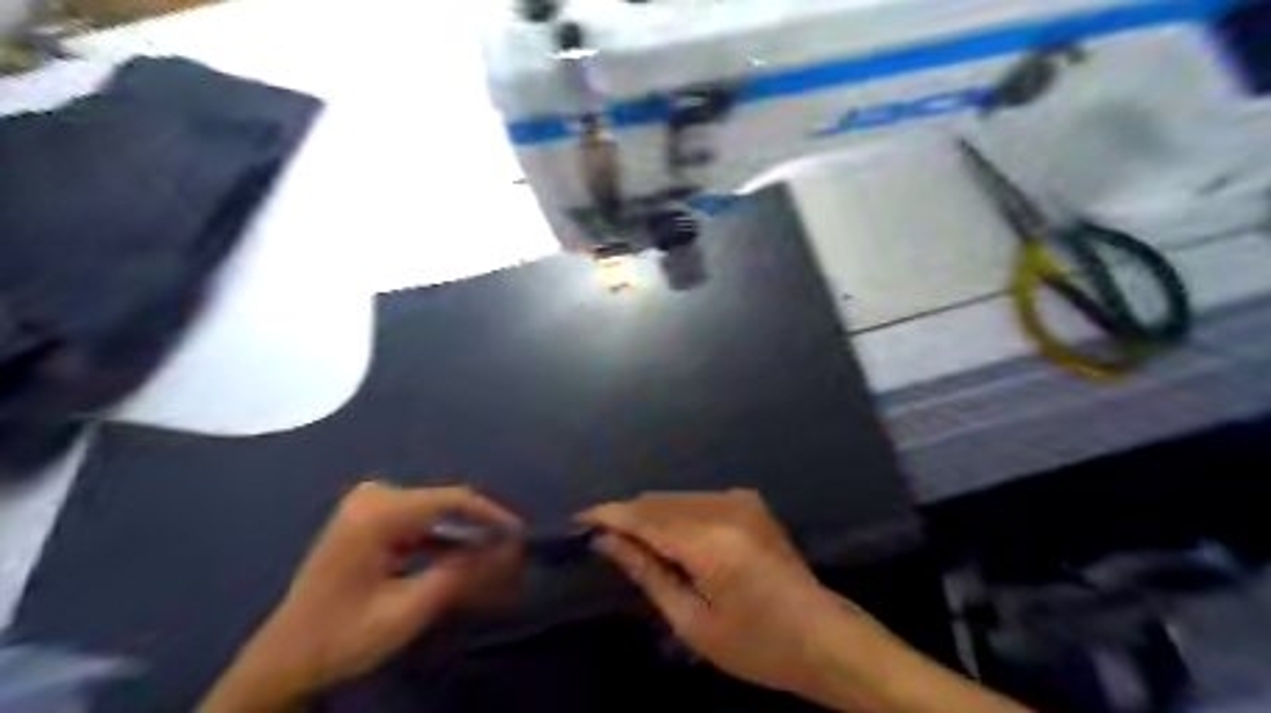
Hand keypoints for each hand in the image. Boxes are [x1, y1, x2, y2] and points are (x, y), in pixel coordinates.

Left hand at [199, 483, 515, 709]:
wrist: (283, 659)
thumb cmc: (340, 639)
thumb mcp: (406, 612)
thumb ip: (460, 576)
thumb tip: (509, 549)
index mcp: (376, 514)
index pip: (452, 499)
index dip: (492, 515)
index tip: (522, 536)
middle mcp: (373, 497)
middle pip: (445, 504)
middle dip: (479, 530)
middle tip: (508, 558)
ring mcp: (368, 505)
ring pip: (435, 513)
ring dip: (463, 537)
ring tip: (491, 562)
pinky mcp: (368, 518)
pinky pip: (419, 521)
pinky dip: (442, 541)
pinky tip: (459, 561)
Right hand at [582, 490, 863, 695]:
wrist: (823, 636)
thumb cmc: (757, 644)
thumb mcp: (693, 621)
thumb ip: (648, 573)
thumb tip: (606, 542)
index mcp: (711, 541)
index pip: (644, 516)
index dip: (607, 515)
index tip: (577, 520)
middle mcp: (725, 507)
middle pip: (657, 501)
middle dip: (625, 515)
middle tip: (599, 537)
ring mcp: (740, 499)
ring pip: (675, 496)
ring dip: (648, 514)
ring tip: (628, 540)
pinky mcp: (749, 501)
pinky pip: (696, 499)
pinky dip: (673, 513)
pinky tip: (666, 536)